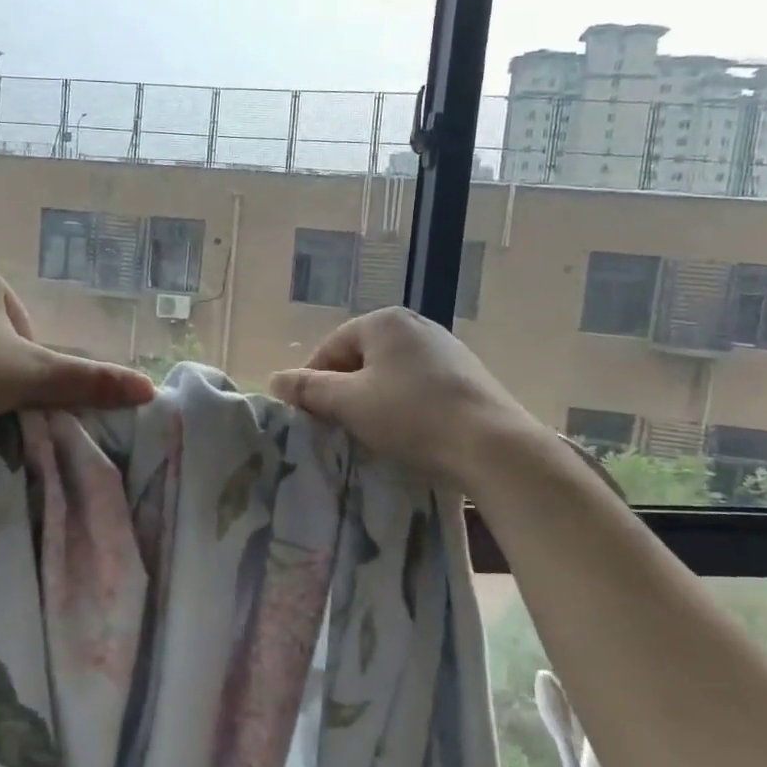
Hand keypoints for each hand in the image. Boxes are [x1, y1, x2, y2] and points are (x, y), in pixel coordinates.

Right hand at [269, 307, 549, 487]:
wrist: (491, 444)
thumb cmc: (411, 416)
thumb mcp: (349, 403)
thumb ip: (308, 389)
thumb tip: (275, 380)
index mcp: (383, 321)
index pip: (331, 347)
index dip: (313, 381)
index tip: (310, 416)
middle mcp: (415, 324)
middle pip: (361, 358)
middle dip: (345, 390)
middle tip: (338, 426)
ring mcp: (446, 348)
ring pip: (390, 374)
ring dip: (374, 400)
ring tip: (372, 433)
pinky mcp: (466, 374)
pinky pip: (419, 385)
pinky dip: (405, 405)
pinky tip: (409, 432)